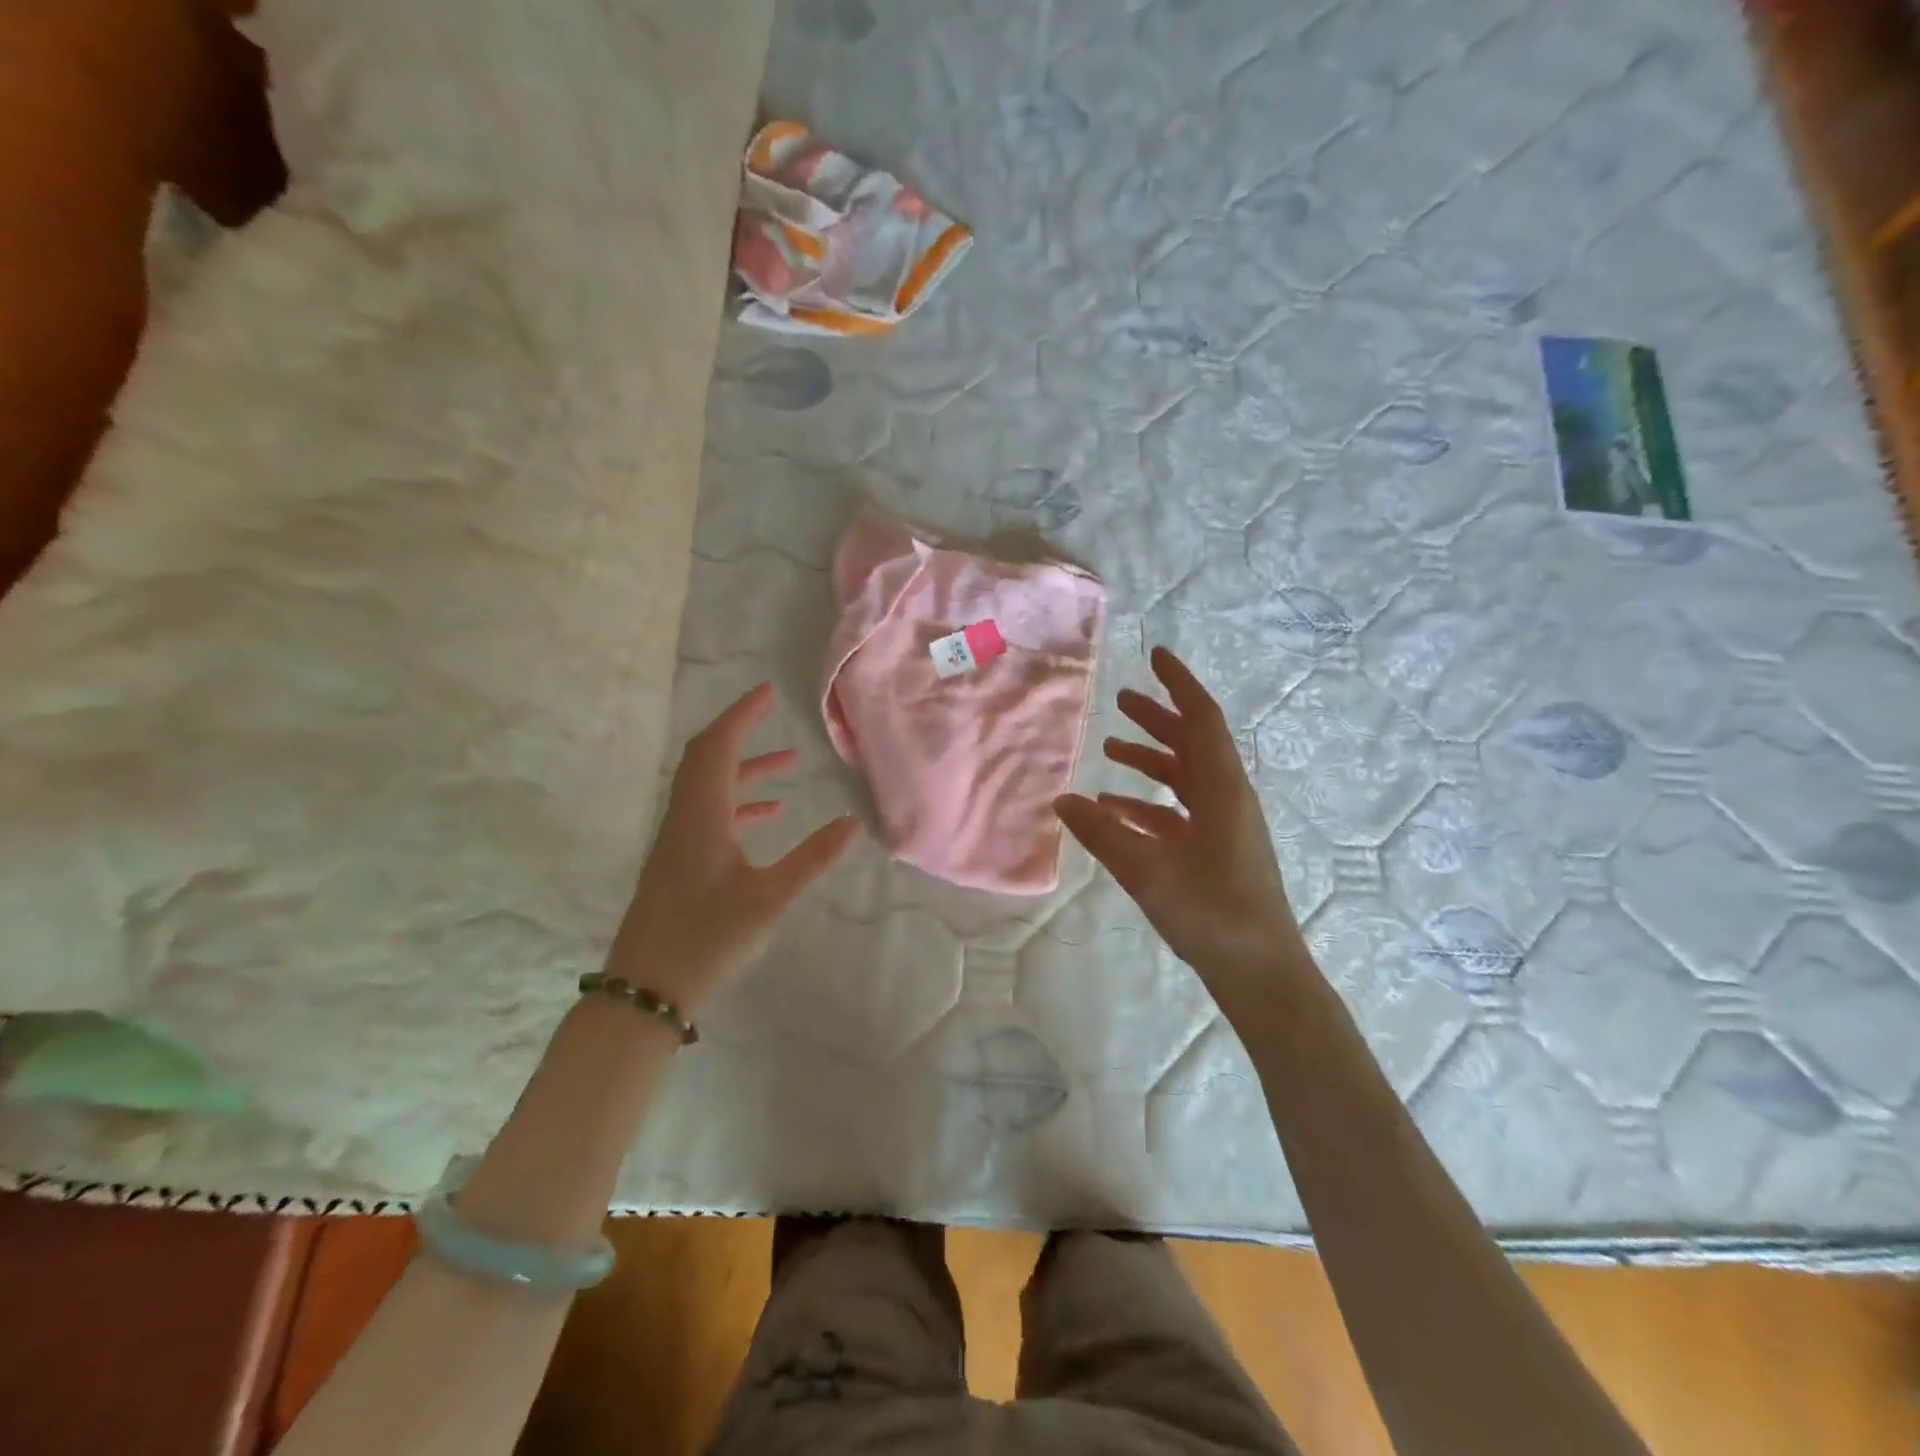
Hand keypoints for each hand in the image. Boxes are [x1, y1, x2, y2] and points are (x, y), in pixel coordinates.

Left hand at [609, 684, 860, 1011]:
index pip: (718, 747)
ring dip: (745, 769)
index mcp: (702, 816)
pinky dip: (738, 802)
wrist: (646, 989)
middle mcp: (684, 818)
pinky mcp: (679, 862)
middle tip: (771, 713)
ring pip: (709, 787)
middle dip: (740, 732)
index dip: (741, 715)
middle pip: (706, 758)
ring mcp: (677, 841)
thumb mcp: (770, 898)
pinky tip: (768, 816)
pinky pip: (708, 813)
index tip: (766, 693)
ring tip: (788, 764)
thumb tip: (852, 823)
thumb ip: (812, 858)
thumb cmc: (708, 938)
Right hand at [1054, 648, 1304, 1000]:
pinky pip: (1179, 811)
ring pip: (1185, 777)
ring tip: (1112, 747)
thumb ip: (1101, 833)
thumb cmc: (1210, 913)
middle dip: (1158, 718)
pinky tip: (1114, 809)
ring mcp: (1224, 826)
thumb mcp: (1147, 870)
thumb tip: (1061, 799)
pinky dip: (1148, 802)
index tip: (1156, 656)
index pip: (1202, 720)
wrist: (1260, 972)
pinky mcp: (1216, 851)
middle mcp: (1227, 798)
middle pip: (1192, 744)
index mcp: (1222, 790)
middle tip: (1121, 699)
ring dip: (1151, 759)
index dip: (1179, 684)